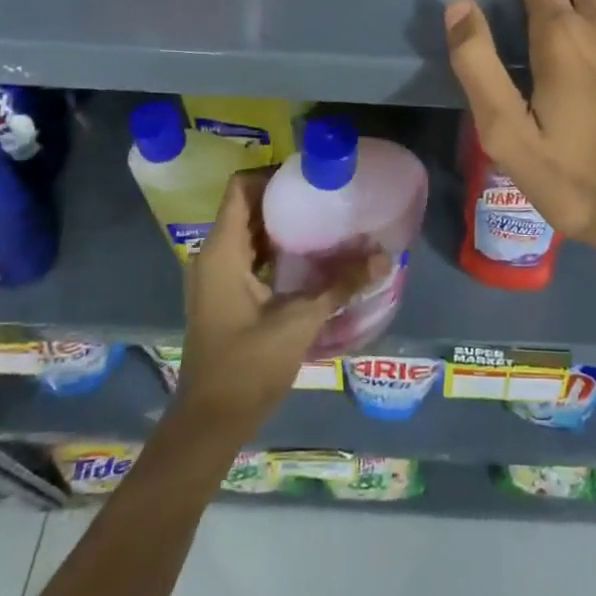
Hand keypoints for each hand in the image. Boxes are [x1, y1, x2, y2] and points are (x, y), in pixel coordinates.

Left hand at [175, 170, 379, 436]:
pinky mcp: (224, 296)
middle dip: (283, 197)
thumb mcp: (300, 320)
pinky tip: (308, 257)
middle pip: (245, 206)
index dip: (272, 173)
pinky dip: (274, 248)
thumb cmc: (248, 364)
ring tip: (323, 218)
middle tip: (325, 193)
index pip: (240, 187)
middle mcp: (213, 256)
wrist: (211, 422)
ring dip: (280, 223)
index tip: (309, 175)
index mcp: (222, 251)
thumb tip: (384, 258)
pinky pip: (248, 255)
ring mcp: (215, 277)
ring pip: (248, 232)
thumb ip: (341, 284)